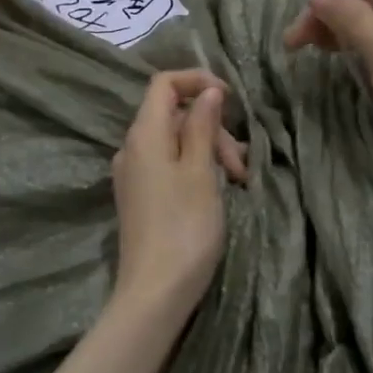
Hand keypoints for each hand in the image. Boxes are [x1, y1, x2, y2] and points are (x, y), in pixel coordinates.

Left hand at [110, 70, 246, 320]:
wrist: (155, 292)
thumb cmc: (184, 228)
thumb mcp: (201, 171)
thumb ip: (202, 126)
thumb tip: (208, 92)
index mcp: (144, 135)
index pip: (163, 83)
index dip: (197, 80)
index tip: (230, 98)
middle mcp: (132, 148)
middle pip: (174, 115)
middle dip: (212, 129)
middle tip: (240, 166)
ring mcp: (134, 174)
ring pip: (176, 142)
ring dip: (210, 151)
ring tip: (238, 182)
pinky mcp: (141, 197)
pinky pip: (169, 165)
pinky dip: (196, 168)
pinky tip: (218, 190)